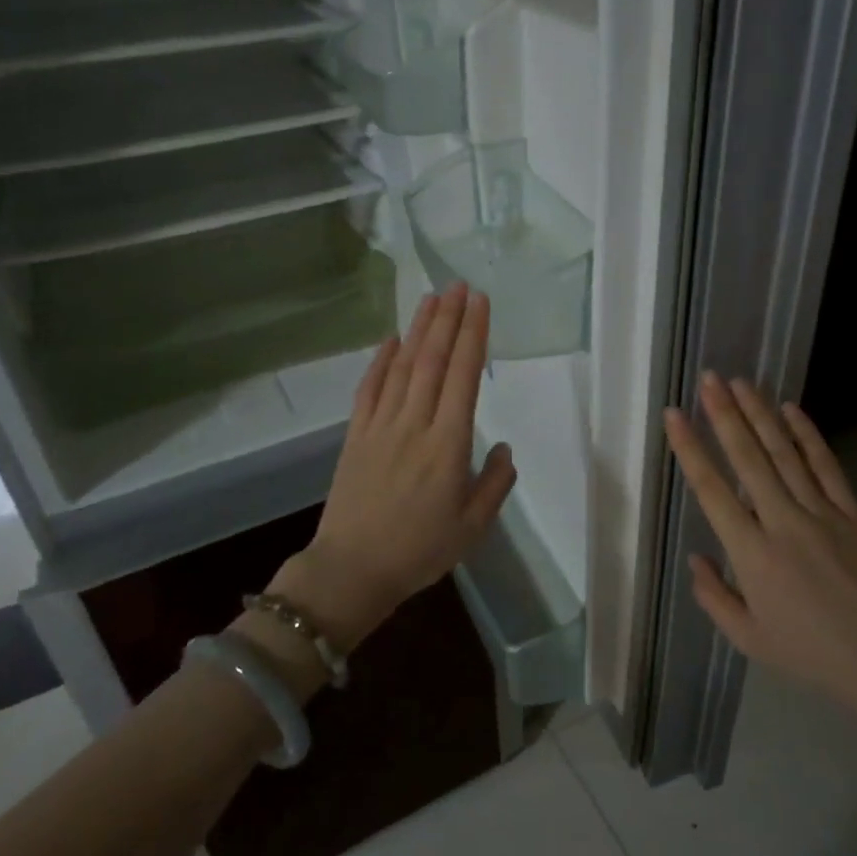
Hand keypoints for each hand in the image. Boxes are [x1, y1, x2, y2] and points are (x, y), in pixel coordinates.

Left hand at [270, 283, 516, 650]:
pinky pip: (369, 388)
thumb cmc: (419, 551)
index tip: (481, 303)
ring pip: (403, 366)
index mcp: (448, 444)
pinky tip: (391, 340)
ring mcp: (381, 426)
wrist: (352, 570)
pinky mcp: (356, 435)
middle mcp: (415, 424)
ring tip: (431, 298)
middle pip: (434, 360)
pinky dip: (381, 360)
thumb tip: (504, 449)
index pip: (464, 376)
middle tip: (459, 285)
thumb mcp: (472, 527)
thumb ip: (494, 484)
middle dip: (448, 318)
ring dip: (419, 329)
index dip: (473, 335)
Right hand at [663, 372, 856, 726]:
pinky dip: (807, 435)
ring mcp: (822, 514)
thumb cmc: (810, 653)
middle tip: (708, 378)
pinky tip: (790, 409)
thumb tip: (697, 557)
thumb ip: (714, 597)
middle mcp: (782, 523)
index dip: (690, 449)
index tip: (674, 415)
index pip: (712, 490)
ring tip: (740, 382)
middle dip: (725, 414)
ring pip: (784, 453)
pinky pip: (826, 466)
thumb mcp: (748, 639)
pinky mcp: (853, 513)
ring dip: (759, 414)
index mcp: (751, 554)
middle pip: (748, 459)